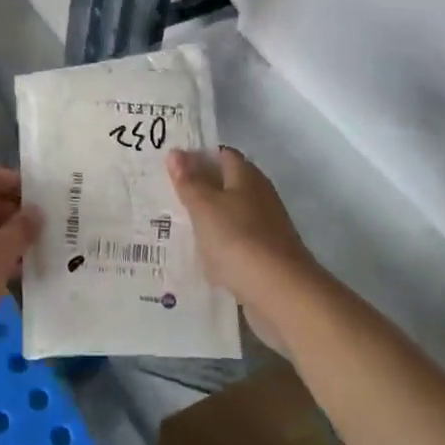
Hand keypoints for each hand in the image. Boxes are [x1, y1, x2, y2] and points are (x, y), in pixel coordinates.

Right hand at [167, 148, 317, 332]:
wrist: (281, 293)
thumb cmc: (238, 239)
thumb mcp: (204, 206)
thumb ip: (189, 181)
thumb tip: (176, 152)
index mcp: (247, 176)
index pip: (221, 154)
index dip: (197, 156)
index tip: (169, 165)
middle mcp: (259, 197)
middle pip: (226, 185)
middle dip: (199, 189)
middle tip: (164, 194)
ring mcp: (265, 228)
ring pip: (229, 216)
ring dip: (207, 220)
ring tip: (173, 224)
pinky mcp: (265, 257)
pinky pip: (234, 244)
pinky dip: (218, 247)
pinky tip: (198, 256)